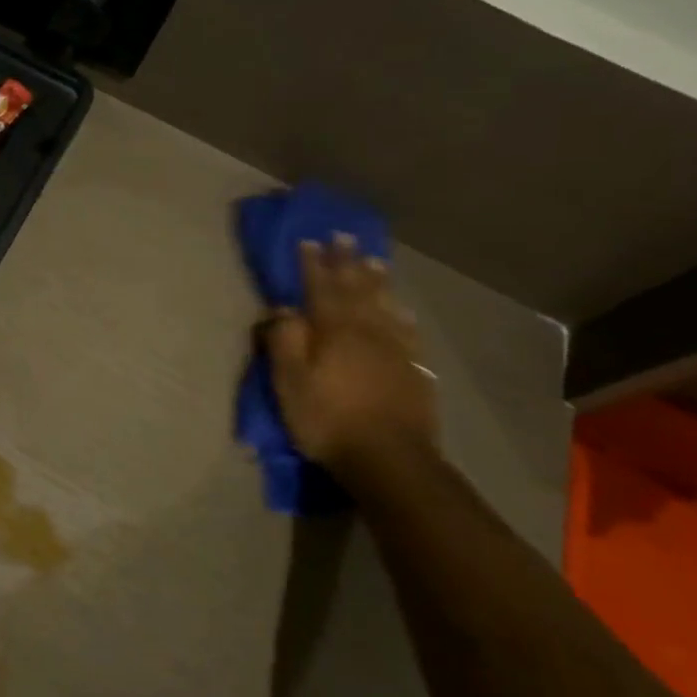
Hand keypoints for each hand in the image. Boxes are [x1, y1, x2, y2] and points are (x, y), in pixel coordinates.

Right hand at [261, 235, 438, 481]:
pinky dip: (401, 315)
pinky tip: (401, 310)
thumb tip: (282, 309)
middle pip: (356, 289)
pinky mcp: (413, 370)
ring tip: (374, 260)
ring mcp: (395, 349)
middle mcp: (366, 331)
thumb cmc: (328, 420)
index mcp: (333, 331)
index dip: (313, 264)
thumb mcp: (290, 382)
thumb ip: (285, 341)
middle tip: (344, 236)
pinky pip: (407, 332)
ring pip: (384, 305)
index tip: (309, 241)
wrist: (389, 459)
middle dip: (347, 262)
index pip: (320, 288)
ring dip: (376, 281)